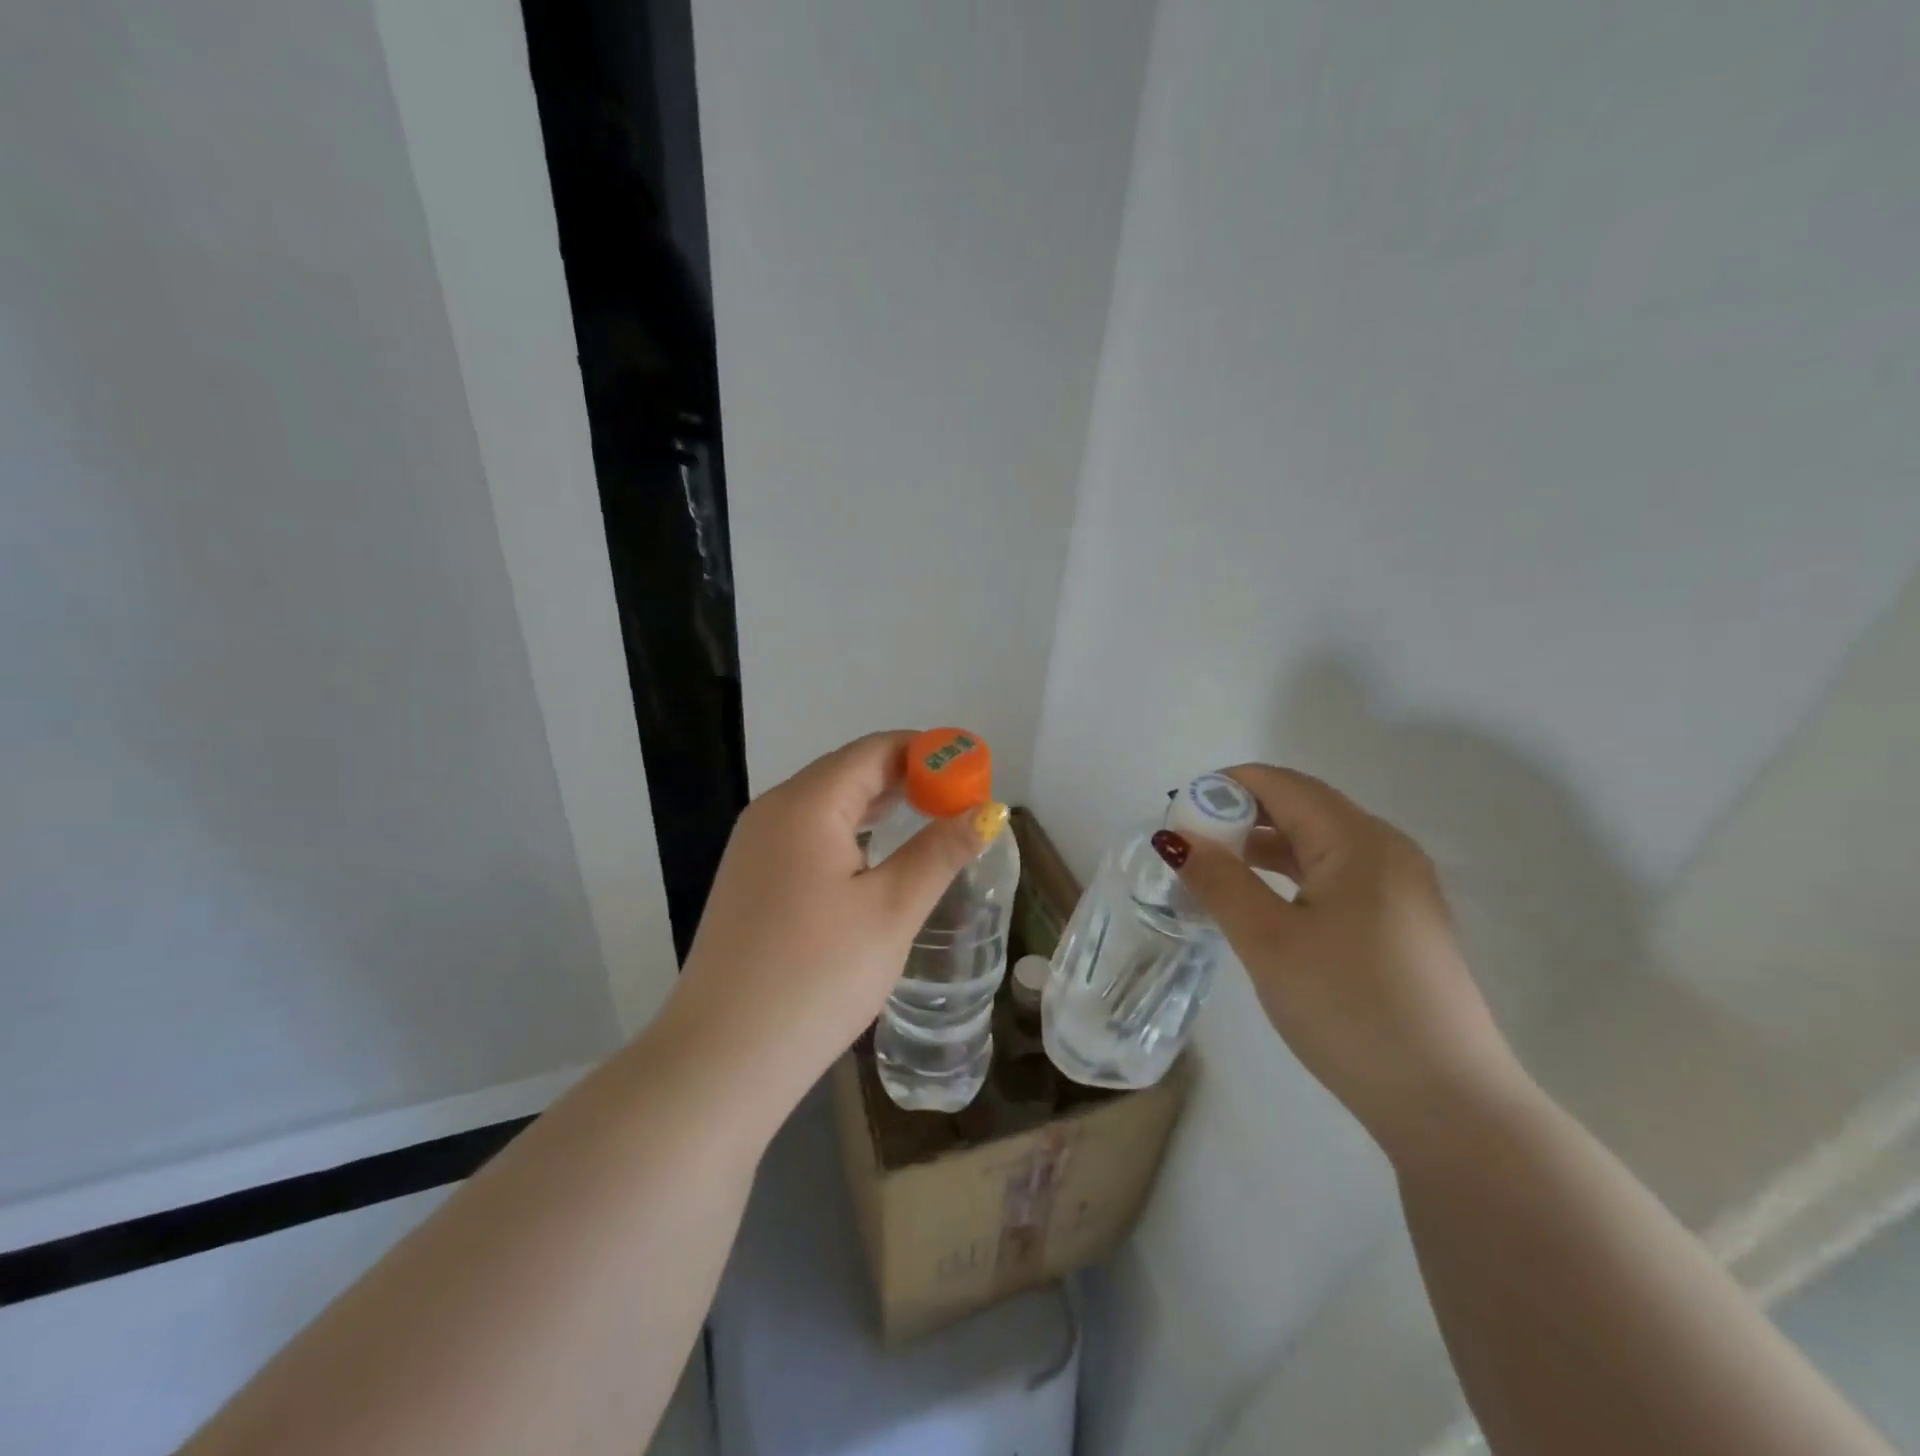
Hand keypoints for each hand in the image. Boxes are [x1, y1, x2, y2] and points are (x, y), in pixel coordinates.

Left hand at [659, 731, 1000, 1120]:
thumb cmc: (817, 977)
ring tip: (928, 817)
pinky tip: (874, 854)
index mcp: (806, 804)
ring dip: (878, 803)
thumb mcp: (891, 911)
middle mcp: (772, 811)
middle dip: (906, 776)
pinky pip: (807, 833)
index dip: (928, 752)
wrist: (723, 1059)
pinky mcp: (749, 880)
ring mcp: (753, 846)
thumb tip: (988, 812)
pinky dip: (849, 830)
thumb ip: (940, 852)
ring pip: (825, 803)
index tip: (972, 771)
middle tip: (959, 799)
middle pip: (848, 770)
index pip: (874, 750)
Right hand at [1169, 765, 1523, 1153]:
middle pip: (1302, 808)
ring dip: (1264, 847)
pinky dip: (1291, 876)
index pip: (1281, 785)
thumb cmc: (1350, 1009)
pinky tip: (1261, 903)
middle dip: (1240, 815)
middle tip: (1188, 844)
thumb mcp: (1269, 942)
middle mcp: (1387, 850)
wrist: (1448, 1106)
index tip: (1176, 812)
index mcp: (1359, 841)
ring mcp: (1401, 888)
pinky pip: (1336, 876)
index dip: (1224, 787)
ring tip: (1213, 871)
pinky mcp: (1402, 923)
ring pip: (1319, 844)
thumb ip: (1219, 880)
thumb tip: (1174, 837)